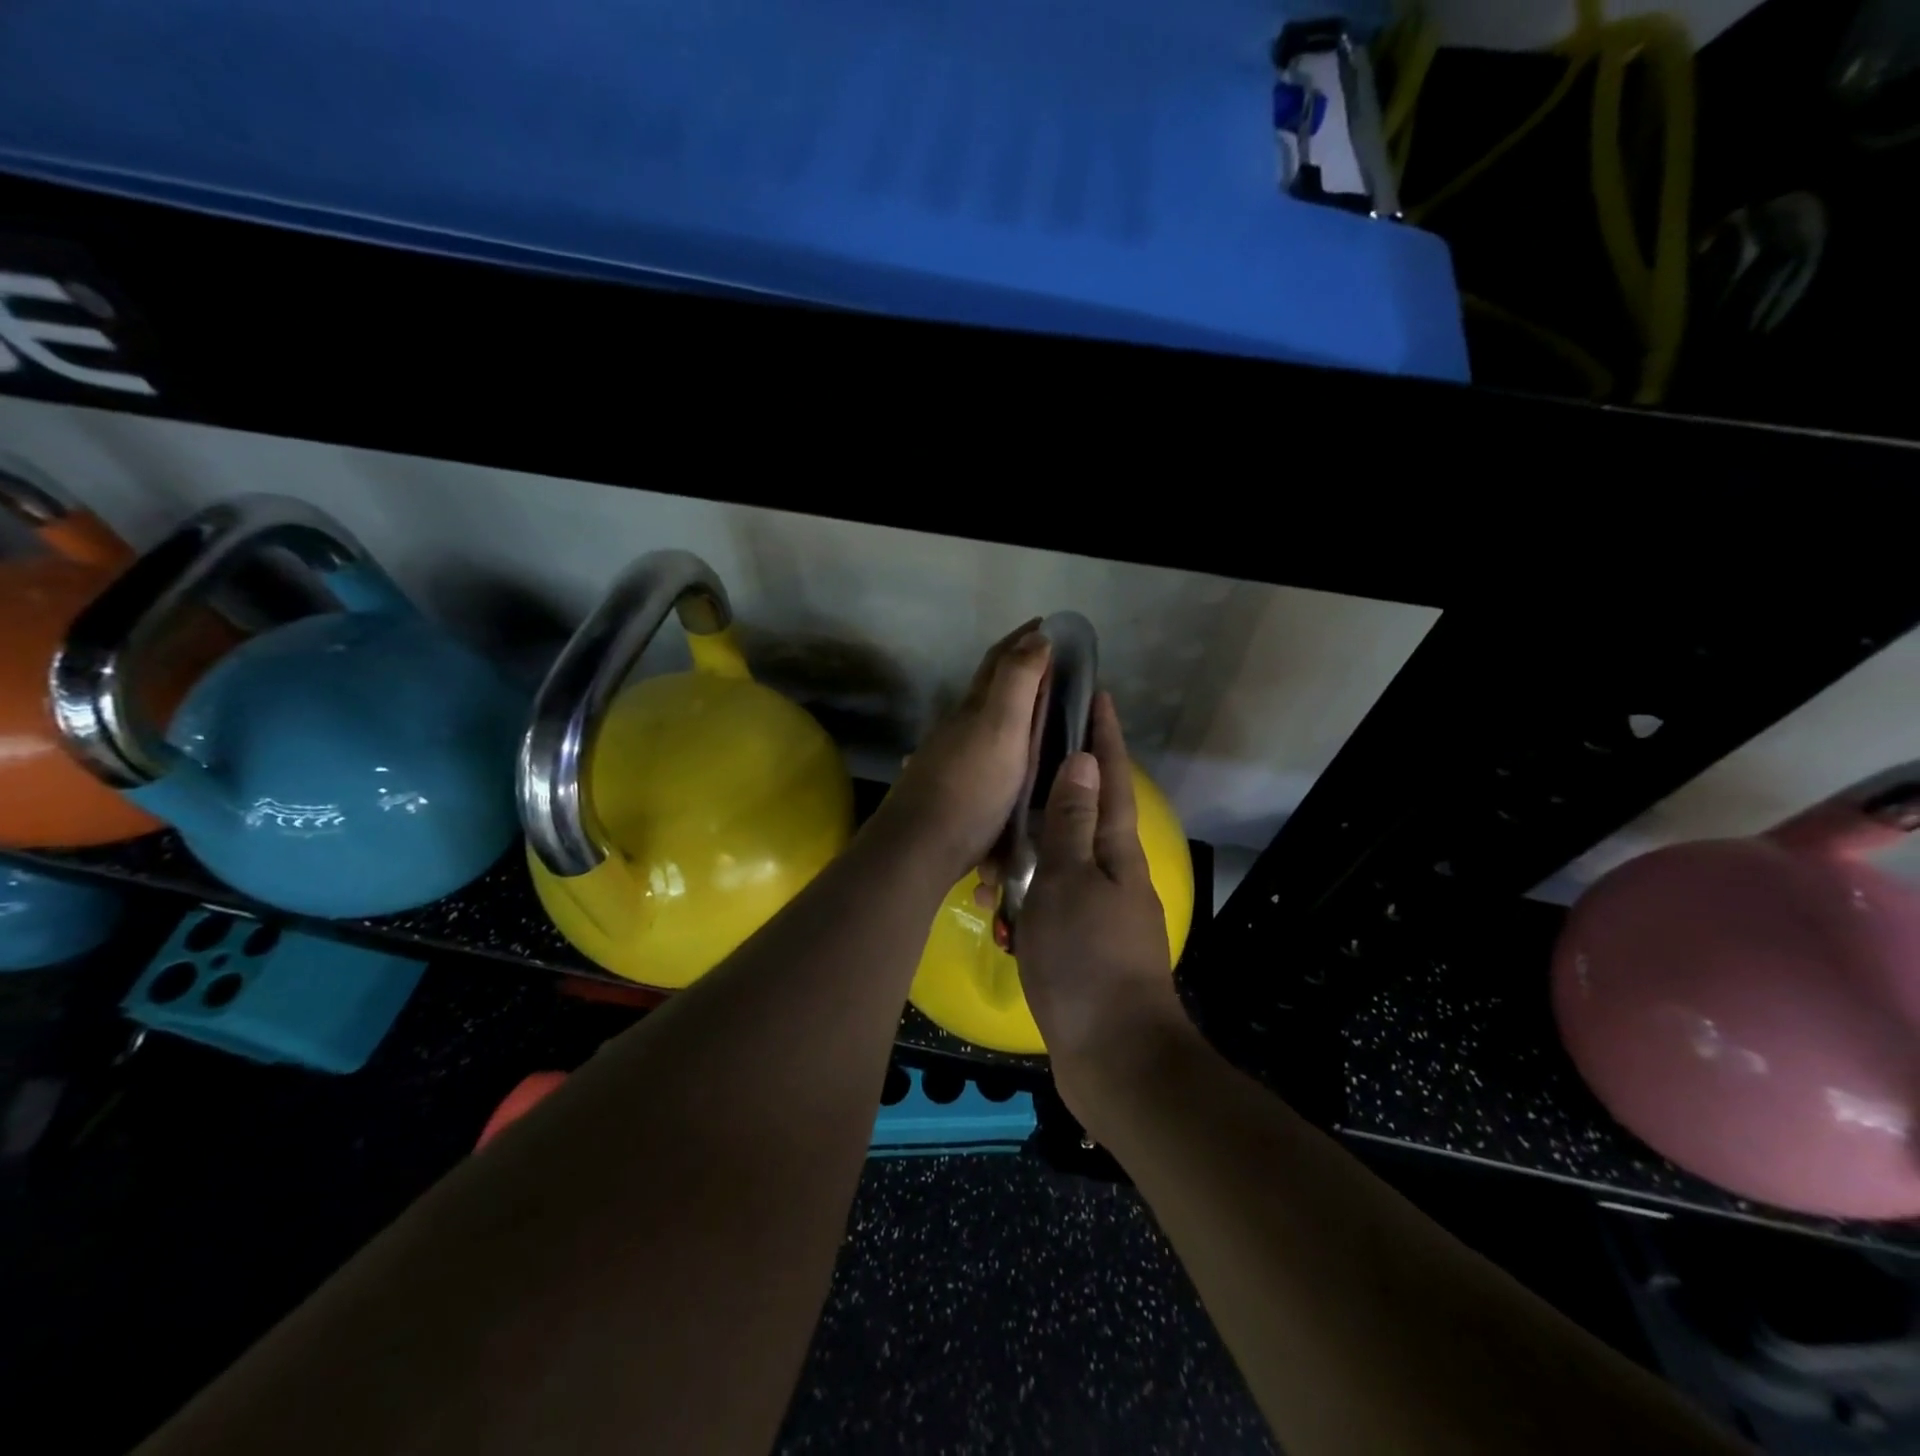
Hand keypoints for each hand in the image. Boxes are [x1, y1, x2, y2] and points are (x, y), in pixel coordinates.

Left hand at [876, 621, 1049, 886]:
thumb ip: (1017, 681)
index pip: (999, 661)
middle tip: (1052, 672)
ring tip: (1039, 719)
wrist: (920, 846)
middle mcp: (958, 727)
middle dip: (1018, 673)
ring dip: (1008, 713)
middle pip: (989, 690)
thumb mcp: (1001, 728)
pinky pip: (980, 760)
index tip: (1046, 622)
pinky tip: (1006, 765)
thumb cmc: (970, 786)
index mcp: (975, 708)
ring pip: (982, 725)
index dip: (1023, 639)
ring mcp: (949, 759)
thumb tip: (1037, 635)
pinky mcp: (949, 790)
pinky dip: (999, 750)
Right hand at [1013, 692, 1188, 1119]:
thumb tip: (1085, 761)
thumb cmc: (1088, 961)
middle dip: (1065, 780)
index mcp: (1117, 852)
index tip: (1098, 694)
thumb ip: (1073, 823)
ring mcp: (1100, 910)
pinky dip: (1028, 891)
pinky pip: (1051, 900)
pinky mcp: (1082, 943)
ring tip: (1001, 825)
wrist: (1114, 1057)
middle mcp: (1114, 874)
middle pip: (1089, 813)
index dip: (1105, 736)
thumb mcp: (1071, 882)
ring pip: (1063, 859)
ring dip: (1036, 842)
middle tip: (1030, 752)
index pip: (1111, 778)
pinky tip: (1002, 895)